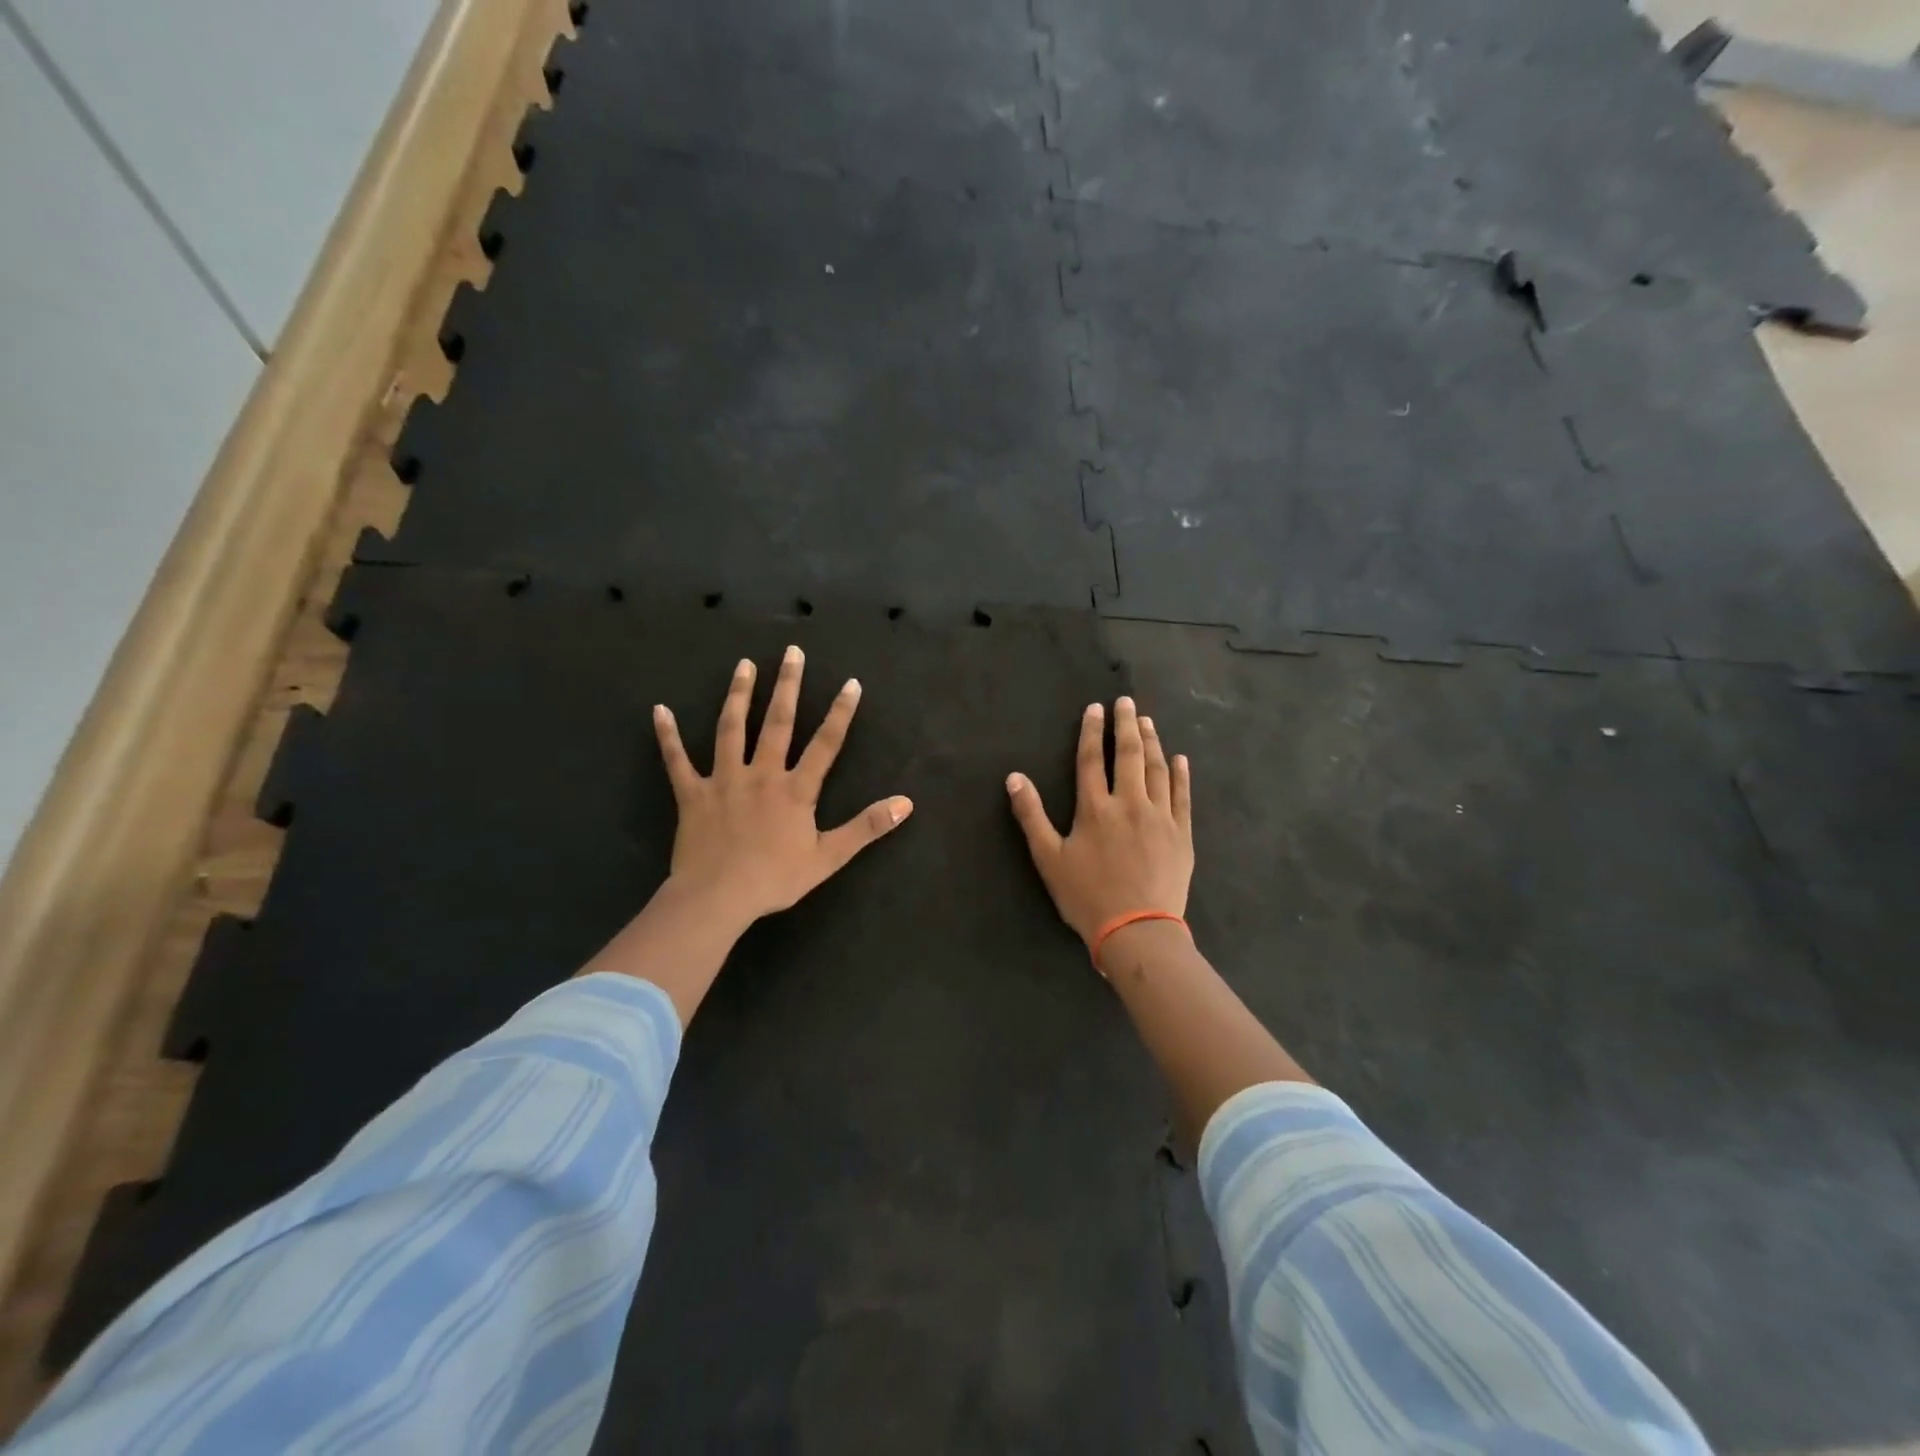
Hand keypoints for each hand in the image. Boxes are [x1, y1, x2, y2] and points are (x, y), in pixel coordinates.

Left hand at [654, 646, 912, 931]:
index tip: (851, 683)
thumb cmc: (775, 878)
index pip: (825, 743)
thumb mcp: (830, 857)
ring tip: (744, 665)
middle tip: (791, 652)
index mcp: (795, 789)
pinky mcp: (692, 794)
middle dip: (787, 685)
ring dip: (738, 695)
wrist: (717, 898)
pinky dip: (668, 736)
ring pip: (730, 729)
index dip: (840, 712)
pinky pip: (677, 761)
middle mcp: (761, 773)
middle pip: (777, 722)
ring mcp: (723, 780)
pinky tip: (659, 710)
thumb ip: (867, 827)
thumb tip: (906, 803)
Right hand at [1006, 697, 1193, 954]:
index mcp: (1095, 808)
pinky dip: (1181, 775)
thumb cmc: (1087, 896)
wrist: (1137, 930)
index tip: (1096, 708)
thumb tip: (1014, 777)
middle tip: (1127, 702)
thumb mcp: (1048, 858)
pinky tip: (1180, 759)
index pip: (1091, 759)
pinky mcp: (1182, 834)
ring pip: (1157, 769)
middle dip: (1126, 725)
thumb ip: (1031, 815)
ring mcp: (1160, 817)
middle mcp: (1130, 803)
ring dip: (1152, 742)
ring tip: (1148, 722)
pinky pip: (1183, 796)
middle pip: (1129, 755)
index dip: (1092, 731)